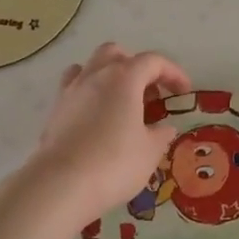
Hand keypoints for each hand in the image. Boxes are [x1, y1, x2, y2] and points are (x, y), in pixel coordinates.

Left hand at [34, 43, 190, 217]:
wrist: (61, 185)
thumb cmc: (114, 163)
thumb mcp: (150, 151)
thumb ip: (161, 134)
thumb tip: (164, 128)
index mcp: (124, 78)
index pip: (153, 62)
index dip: (173, 73)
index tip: (184, 92)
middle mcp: (95, 75)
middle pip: (117, 54)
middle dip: (136, 66)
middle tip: (149, 93)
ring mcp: (71, 90)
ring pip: (91, 65)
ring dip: (109, 74)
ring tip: (121, 100)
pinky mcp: (55, 109)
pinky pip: (73, 86)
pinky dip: (89, 91)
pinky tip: (96, 113)